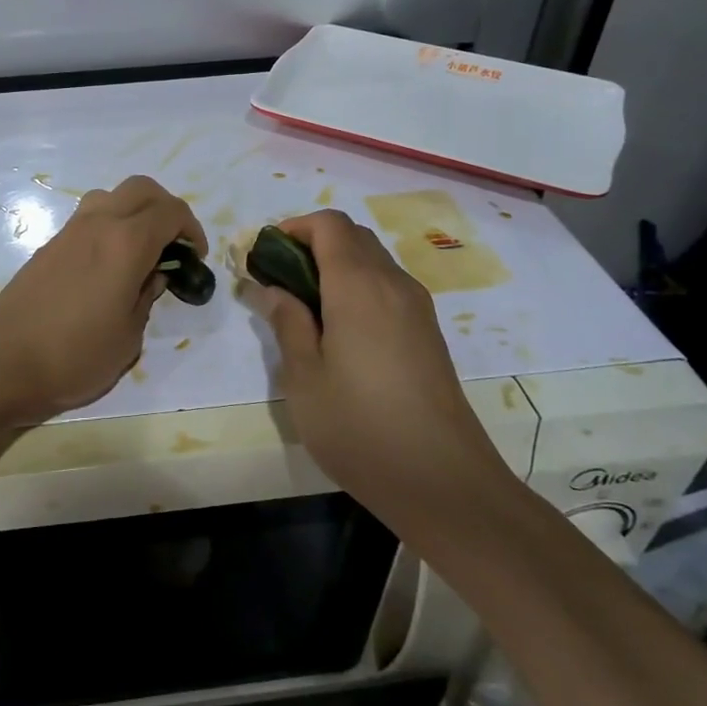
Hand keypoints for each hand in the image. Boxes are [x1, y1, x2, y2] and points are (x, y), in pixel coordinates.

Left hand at [0, 175, 205, 422]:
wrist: (2, 361)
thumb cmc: (74, 355)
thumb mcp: (128, 337)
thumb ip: (146, 298)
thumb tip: (151, 277)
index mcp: (126, 243)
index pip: (171, 212)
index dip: (192, 229)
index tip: (194, 258)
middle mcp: (98, 224)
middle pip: (142, 189)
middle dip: (166, 208)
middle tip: (173, 244)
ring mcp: (69, 231)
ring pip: (111, 196)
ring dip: (134, 211)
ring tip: (140, 250)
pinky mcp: (49, 245)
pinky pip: (89, 216)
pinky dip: (110, 225)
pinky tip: (109, 264)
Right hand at [243, 210, 510, 511]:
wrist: (442, 481)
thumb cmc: (359, 427)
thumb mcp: (303, 378)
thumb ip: (286, 323)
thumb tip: (270, 288)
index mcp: (359, 286)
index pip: (329, 224)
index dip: (294, 227)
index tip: (264, 255)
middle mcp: (393, 284)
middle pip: (353, 236)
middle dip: (311, 244)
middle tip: (278, 281)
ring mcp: (417, 308)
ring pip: (373, 261)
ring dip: (335, 266)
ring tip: (303, 307)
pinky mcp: (428, 333)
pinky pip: (388, 287)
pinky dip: (358, 287)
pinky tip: (339, 331)